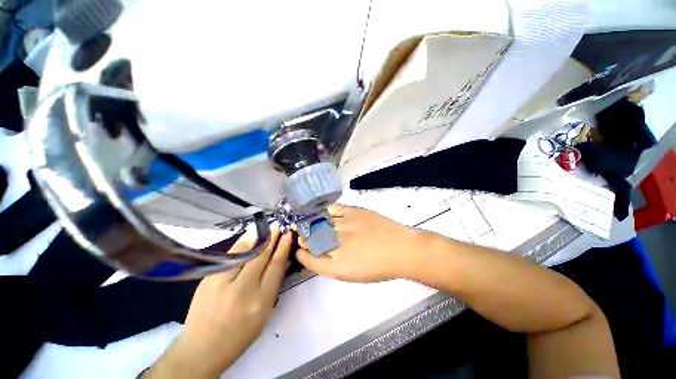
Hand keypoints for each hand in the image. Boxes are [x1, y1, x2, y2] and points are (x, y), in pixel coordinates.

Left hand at [144, 229, 291, 377]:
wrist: (202, 349)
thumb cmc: (240, 335)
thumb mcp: (264, 314)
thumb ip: (273, 286)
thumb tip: (283, 261)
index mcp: (260, 302)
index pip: (275, 267)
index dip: (283, 248)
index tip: (288, 235)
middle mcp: (243, 290)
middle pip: (261, 256)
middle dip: (272, 239)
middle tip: (279, 227)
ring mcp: (222, 283)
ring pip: (244, 253)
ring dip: (257, 238)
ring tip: (266, 229)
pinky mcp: (208, 279)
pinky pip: (230, 256)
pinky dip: (241, 245)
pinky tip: (248, 238)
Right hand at [296, 205, 423, 281]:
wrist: (401, 248)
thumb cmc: (380, 267)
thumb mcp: (354, 275)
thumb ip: (333, 266)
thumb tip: (319, 255)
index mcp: (338, 266)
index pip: (311, 261)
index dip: (302, 255)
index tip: (300, 251)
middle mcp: (337, 246)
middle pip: (311, 240)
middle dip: (303, 238)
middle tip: (302, 235)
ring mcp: (344, 226)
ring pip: (318, 224)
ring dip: (310, 224)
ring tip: (308, 223)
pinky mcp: (353, 212)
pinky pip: (332, 209)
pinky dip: (325, 212)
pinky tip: (324, 214)